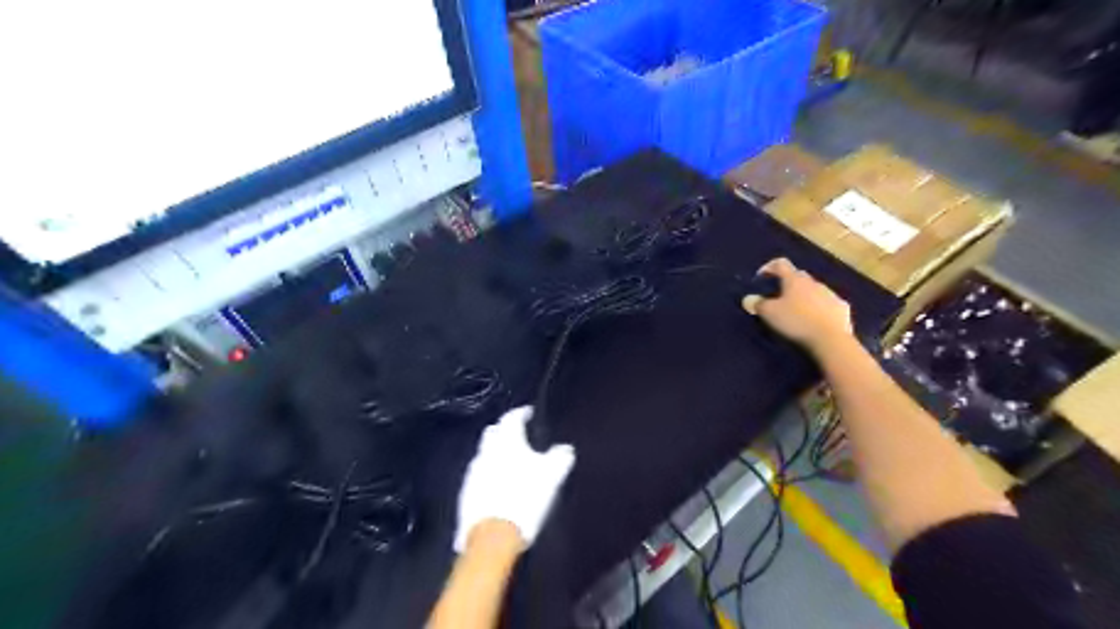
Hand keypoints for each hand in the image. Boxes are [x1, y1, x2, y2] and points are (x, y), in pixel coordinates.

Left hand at [455, 408, 576, 548]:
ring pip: (484, 453)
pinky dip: (488, 474)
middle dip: (504, 430)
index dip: (522, 413)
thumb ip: (560, 458)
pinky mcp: (466, 493)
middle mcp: (486, 451)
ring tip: (510, 461)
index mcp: (507, 441)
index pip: (512, 417)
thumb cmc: (525, 497)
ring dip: (495, 453)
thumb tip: (566, 448)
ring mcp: (473, 472)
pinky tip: (497, 485)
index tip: (530, 413)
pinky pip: (479, 475)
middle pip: (494, 432)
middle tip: (518, 436)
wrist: (492, 536)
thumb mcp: (552, 476)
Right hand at [741, 257, 854, 355]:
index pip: (780, 263)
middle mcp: (813, 282)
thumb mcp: (770, 313)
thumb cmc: (796, 321)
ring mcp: (830, 294)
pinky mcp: (842, 308)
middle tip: (778, 297)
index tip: (761, 278)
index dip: (769, 267)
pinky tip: (816, 321)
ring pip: (814, 290)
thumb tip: (748, 298)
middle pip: (798, 277)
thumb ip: (757, 304)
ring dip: (804, 296)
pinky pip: (827, 304)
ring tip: (797, 311)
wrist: (831, 339)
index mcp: (795, 280)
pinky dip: (819, 308)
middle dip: (787, 284)